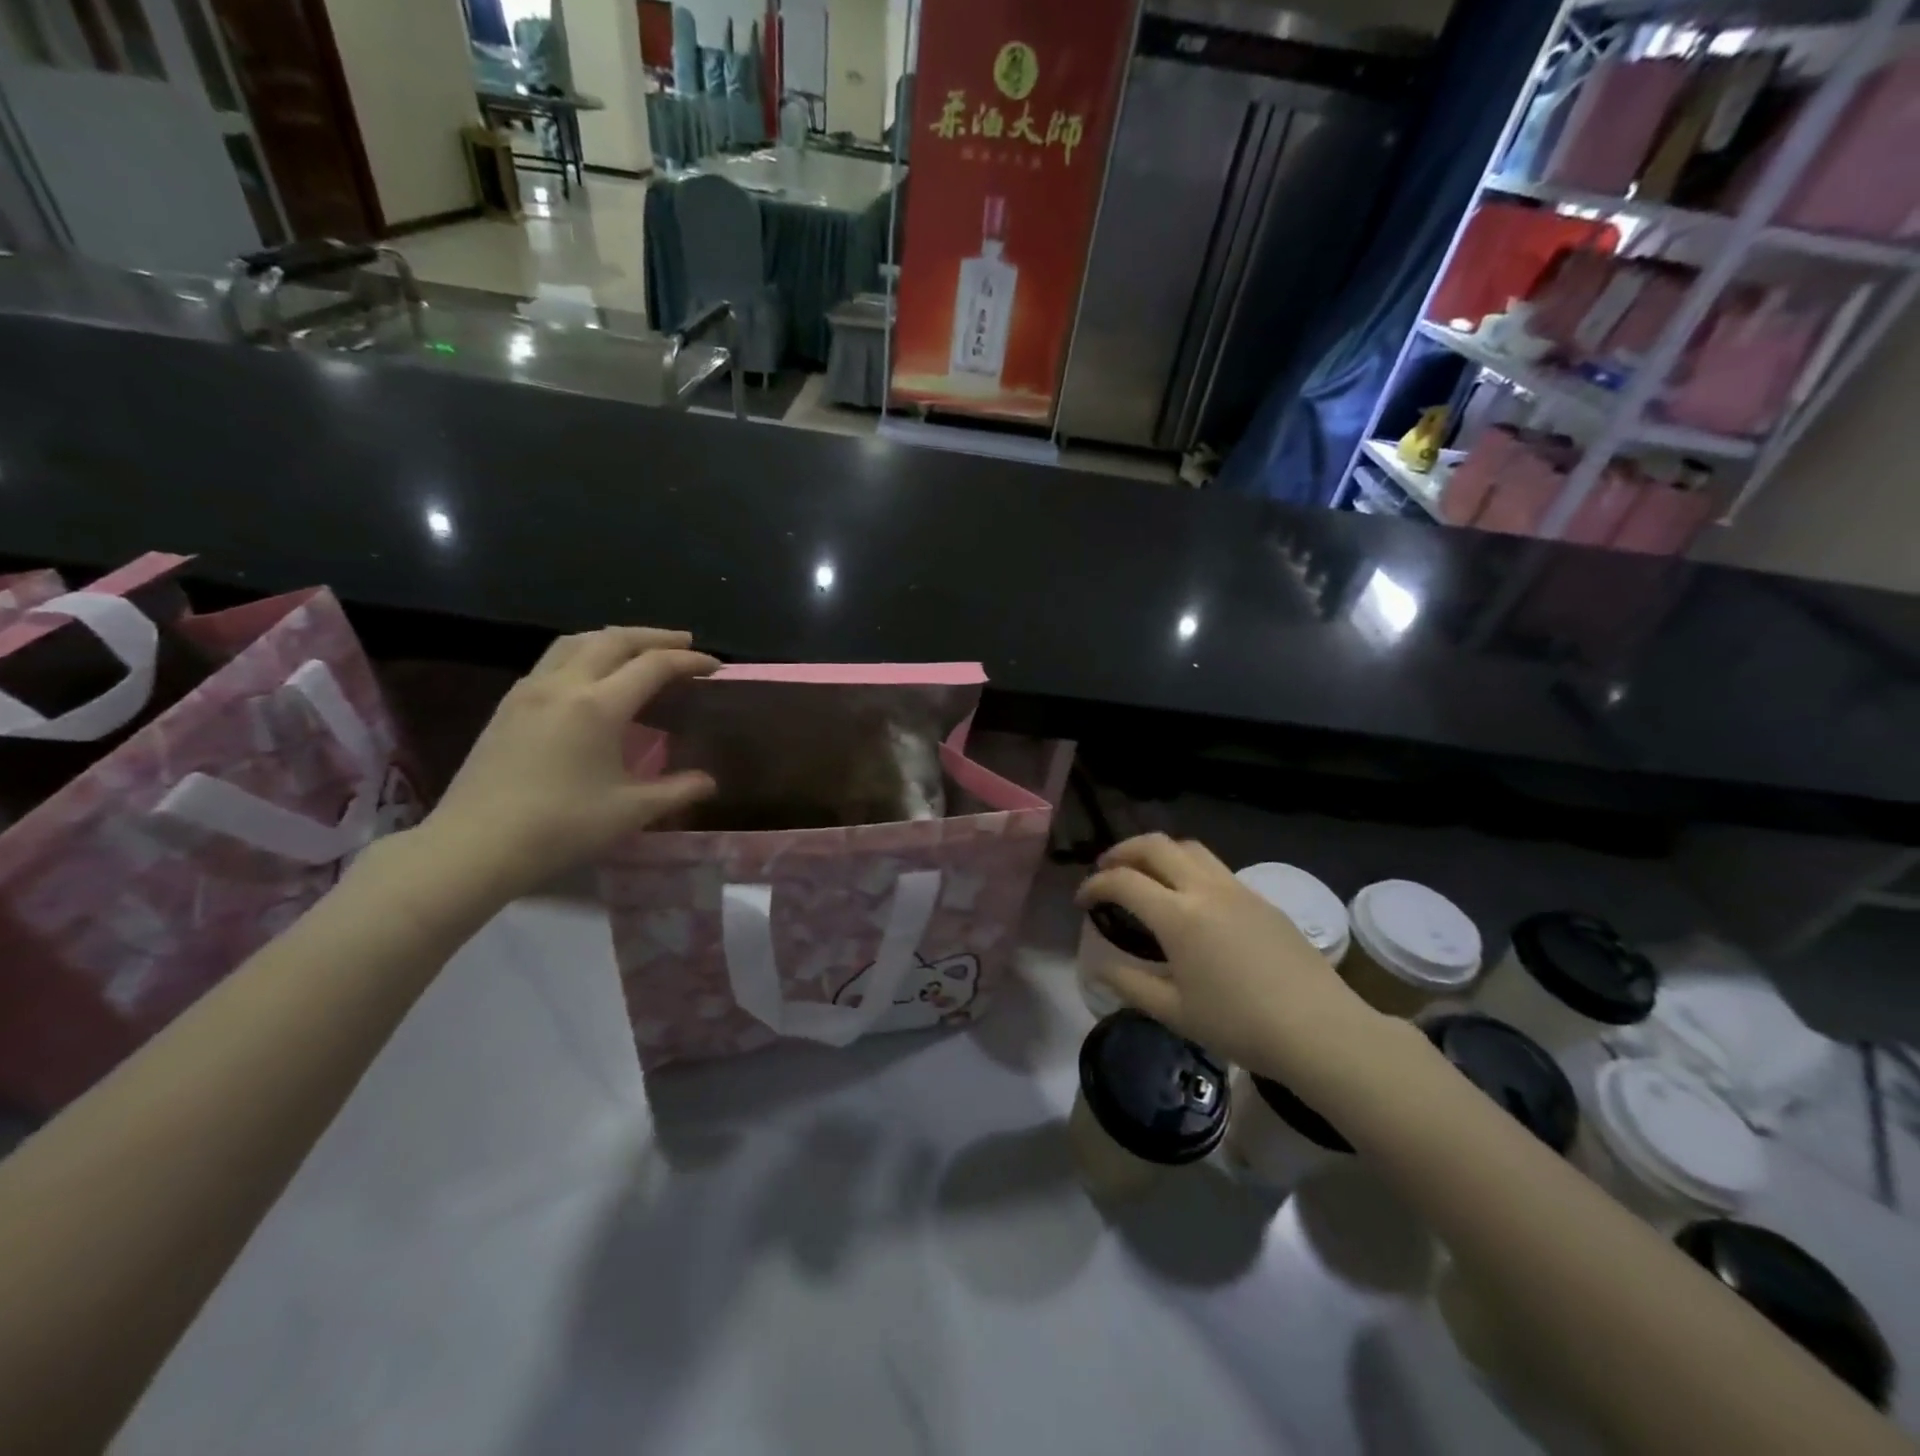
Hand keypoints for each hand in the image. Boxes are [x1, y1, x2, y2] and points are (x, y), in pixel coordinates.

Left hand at [417, 628, 719, 900]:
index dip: (689, 662)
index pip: (653, 666)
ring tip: (639, 649)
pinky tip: (592, 676)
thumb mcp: (630, 812)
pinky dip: (585, 653)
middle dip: (655, 637)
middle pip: (614, 639)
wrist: (473, 846)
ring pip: (576, 642)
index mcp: (598, 706)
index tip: (715, 666)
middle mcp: (563, 685)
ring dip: (615, 637)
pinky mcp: (508, 706)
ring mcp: (529, 691)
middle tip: (684, 644)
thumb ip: (676, 790)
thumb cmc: (560, 828)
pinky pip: (553, 659)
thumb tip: (709, 782)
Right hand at [1076, 835, 1383, 1092]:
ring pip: (1189, 848)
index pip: (1123, 881)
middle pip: (1155, 845)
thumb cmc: (1240, 1025)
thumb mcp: (1175, 1012)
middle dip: (1122, 851)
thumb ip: (1130, 985)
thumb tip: (1098, 969)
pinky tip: (1189, 899)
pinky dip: (1188, 868)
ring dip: (1158, 852)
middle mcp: (1205, 889)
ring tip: (1146, 874)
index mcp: (1178, 916)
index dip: (1095, 885)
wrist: (1319, 1030)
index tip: (1082, 900)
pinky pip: (1215, 867)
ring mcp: (1237, 889)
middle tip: (1107, 870)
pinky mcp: (1261, 899)